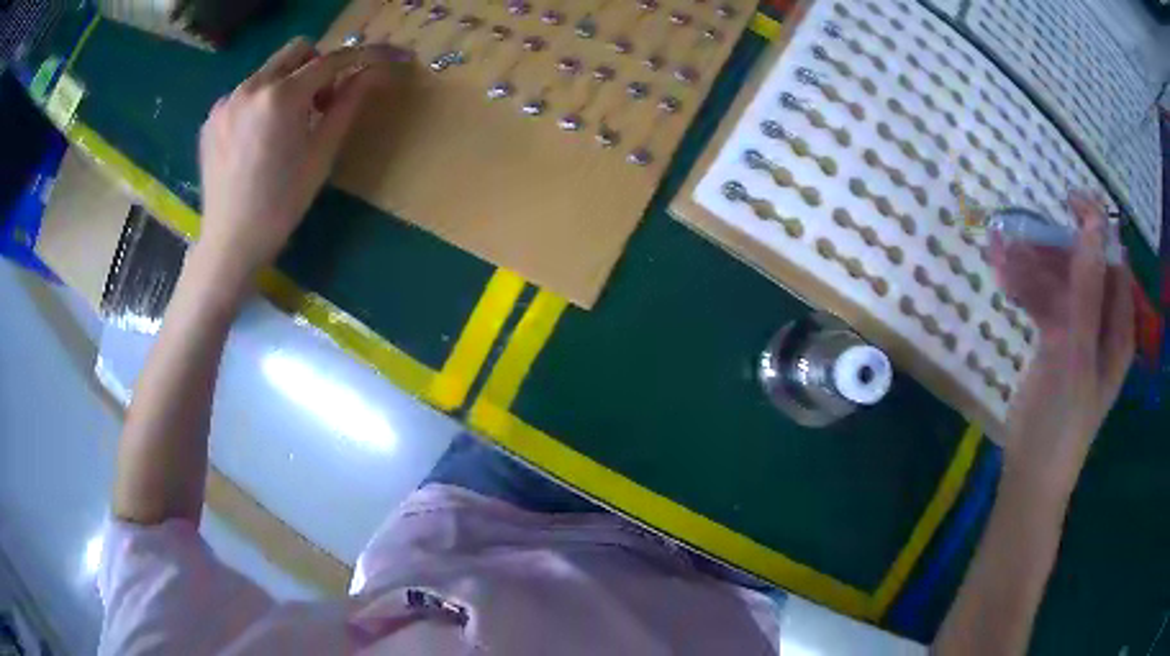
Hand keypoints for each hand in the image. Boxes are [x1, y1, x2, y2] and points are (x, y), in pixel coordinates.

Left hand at [195, 37, 411, 280]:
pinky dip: (260, 103)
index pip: (330, 61)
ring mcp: (226, 101)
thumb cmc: (282, 202)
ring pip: (268, 71)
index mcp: (281, 96)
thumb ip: (348, 104)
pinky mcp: (212, 118)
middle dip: (317, 65)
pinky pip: (245, 93)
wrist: (231, 242)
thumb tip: (374, 74)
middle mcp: (251, 87)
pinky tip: (259, 138)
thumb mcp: (322, 153)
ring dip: (287, 84)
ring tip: (286, 126)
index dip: (360, 57)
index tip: (381, 60)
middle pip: (296, 51)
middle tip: (321, 102)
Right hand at [988, 191, 1134, 496]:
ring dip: (1033, 266)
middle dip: (1054, 246)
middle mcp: (1103, 324)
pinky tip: (1004, 279)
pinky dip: (1027, 289)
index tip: (1066, 198)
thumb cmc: (1061, 421)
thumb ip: (1087, 289)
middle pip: (1085, 268)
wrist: (1030, 478)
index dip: (1095, 226)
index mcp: (1119, 326)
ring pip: (1061, 284)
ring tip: (998, 251)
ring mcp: (1079, 335)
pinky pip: (1045, 305)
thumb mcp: (1077, 353)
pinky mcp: (1055, 347)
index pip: (1113, 259)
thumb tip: (1093, 224)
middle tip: (1019, 231)